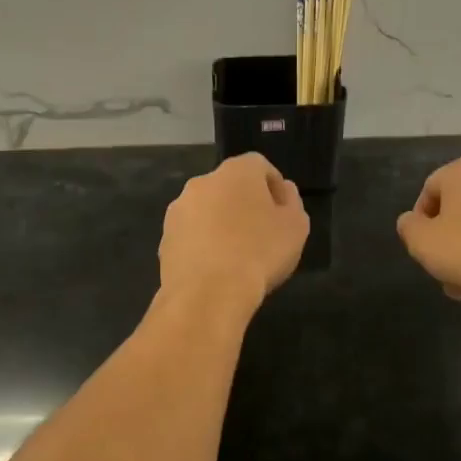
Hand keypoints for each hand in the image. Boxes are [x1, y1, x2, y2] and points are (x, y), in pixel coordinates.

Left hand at [159, 154, 309, 312]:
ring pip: (207, 210)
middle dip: (244, 204)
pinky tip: (215, 269)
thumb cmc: (260, 253)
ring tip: (236, 254)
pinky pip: (191, 234)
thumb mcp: (295, 227)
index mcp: (236, 172)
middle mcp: (202, 182)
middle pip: (229, 186)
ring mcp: (178, 210)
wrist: (208, 294)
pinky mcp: (165, 238)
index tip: (282, 212)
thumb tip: (283, 191)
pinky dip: (203, 244)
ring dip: (221, 223)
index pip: (259, 166)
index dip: (273, 187)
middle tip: (261, 233)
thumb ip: (292, 203)